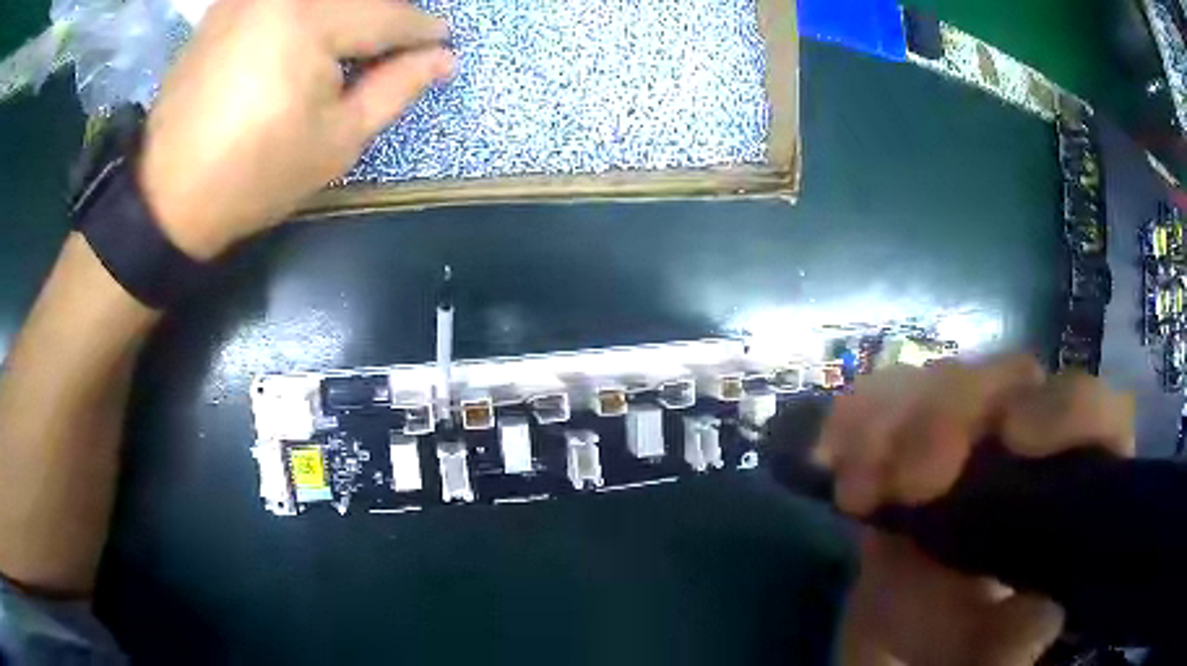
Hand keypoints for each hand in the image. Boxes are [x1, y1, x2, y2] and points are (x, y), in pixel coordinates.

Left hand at [138, 0, 454, 259]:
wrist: (166, 197)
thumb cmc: (254, 177)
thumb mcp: (337, 141)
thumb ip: (395, 88)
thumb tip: (444, 58)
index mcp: (311, 19)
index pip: (388, 14)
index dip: (423, 30)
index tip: (443, 41)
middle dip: (386, 15)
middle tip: (402, 41)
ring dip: (348, 12)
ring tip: (357, 42)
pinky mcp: (226, 5)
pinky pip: (285, 0)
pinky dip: (309, 11)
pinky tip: (314, 34)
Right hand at [816, 358, 1135, 665]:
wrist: (906, 648)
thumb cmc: (962, 650)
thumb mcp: (989, 656)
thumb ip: (1014, 643)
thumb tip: (1040, 615)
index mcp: (1065, 486)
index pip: (1090, 413)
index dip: (1062, 407)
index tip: (1014, 437)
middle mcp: (1023, 444)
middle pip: (1009, 380)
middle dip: (955, 414)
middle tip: (910, 480)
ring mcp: (966, 438)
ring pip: (946, 381)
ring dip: (895, 419)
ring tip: (860, 487)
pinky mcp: (909, 445)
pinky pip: (883, 403)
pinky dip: (855, 419)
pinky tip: (831, 454)